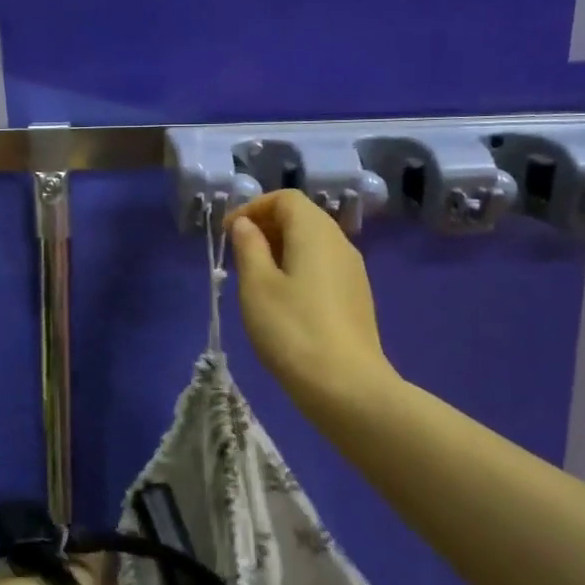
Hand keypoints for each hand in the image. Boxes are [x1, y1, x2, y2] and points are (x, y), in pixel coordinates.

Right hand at [225, 190, 397, 418]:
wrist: (345, 385)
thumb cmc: (292, 329)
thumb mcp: (257, 286)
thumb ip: (249, 248)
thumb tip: (246, 225)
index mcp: (315, 232)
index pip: (285, 198)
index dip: (253, 208)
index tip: (228, 234)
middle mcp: (340, 242)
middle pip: (302, 217)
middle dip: (266, 228)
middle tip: (238, 255)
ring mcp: (353, 271)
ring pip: (313, 243)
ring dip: (281, 250)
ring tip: (255, 279)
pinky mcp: (356, 297)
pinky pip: (323, 266)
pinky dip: (298, 268)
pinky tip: (283, 301)